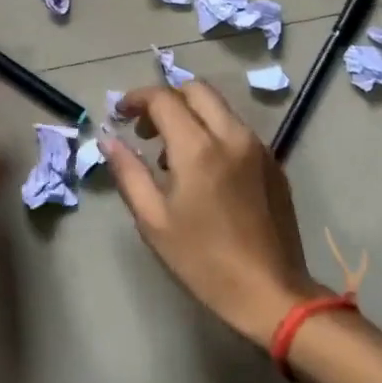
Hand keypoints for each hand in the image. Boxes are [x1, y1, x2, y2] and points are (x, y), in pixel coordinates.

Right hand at [102, 83, 326, 349]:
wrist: (271, 292)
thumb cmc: (203, 260)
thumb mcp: (154, 220)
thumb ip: (128, 172)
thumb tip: (108, 139)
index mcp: (198, 148)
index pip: (163, 99)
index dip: (136, 99)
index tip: (120, 114)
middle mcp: (232, 136)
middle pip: (196, 90)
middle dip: (166, 99)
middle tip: (145, 129)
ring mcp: (258, 147)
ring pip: (219, 108)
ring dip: (190, 115)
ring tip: (170, 154)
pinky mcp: (273, 163)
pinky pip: (237, 130)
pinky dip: (212, 131)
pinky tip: (202, 170)